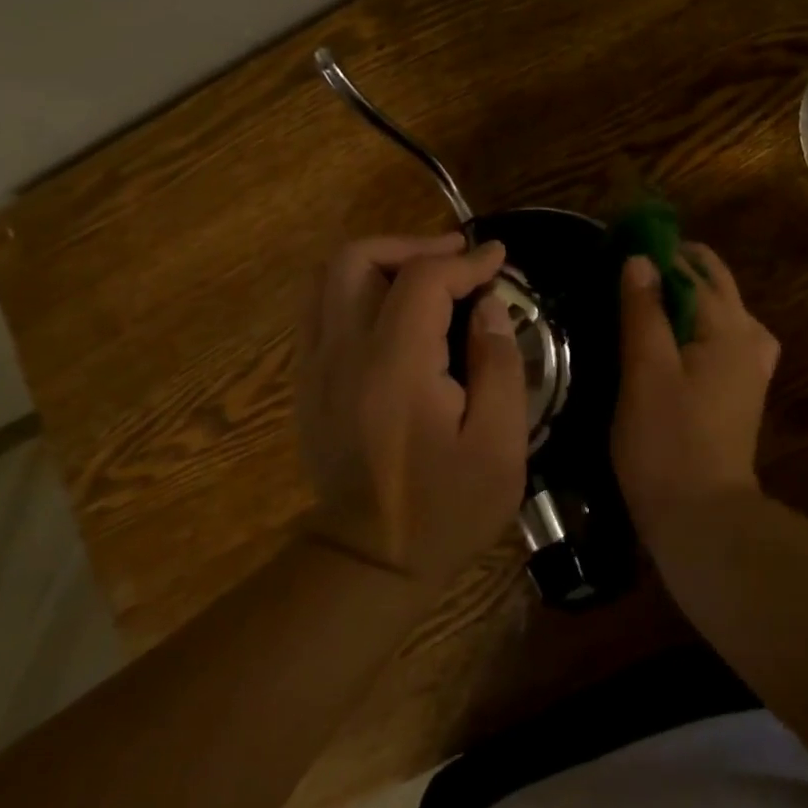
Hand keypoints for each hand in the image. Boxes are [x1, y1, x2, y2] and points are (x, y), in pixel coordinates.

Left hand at [295, 234, 527, 589]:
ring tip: (426, 272)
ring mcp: (315, 367)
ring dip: (381, 260)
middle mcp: (343, 355)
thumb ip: (500, 364)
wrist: (369, 563)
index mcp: (394, 369)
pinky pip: (321, 308)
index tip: (498, 260)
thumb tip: (488, 305)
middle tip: (456, 255)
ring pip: (329, 277)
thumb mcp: (500, 446)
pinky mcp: (307, 381)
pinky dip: (358, 288)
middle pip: (356, 259)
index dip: (465, 261)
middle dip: (411, 244)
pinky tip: (394, 307)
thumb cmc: (445, 510)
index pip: (422, 280)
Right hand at [612, 242, 779, 541]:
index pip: (693, 267)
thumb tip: (640, 258)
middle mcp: (749, 336)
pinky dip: (697, 321)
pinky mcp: (743, 388)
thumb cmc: (667, 442)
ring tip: (645, 296)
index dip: (657, 251)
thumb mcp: (645, 371)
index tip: (620, 245)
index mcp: (728, 326)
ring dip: (686, 293)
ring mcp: (751, 364)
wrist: (703, 519)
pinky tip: (672, 335)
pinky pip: (723, 334)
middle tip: (629, 268)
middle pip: (714, 282)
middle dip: (675, 267)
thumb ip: (644, 310)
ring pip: (721, 307)